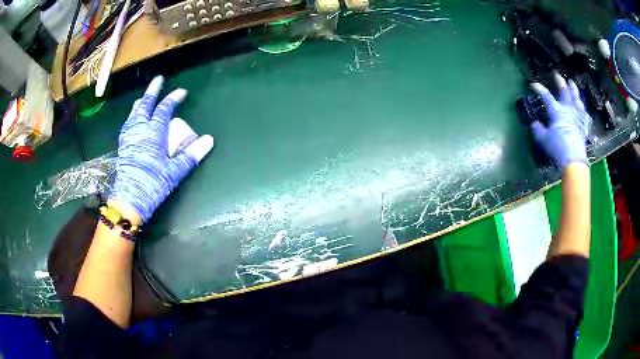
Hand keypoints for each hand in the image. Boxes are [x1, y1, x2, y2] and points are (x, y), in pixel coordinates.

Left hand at [110, 76, 213, 222]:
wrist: (129, 200)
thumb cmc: (152, 184)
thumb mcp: (174, 172)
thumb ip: (191, 154)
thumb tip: (209, 140)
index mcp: (153, 134)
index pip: (164, 110)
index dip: (173, 99)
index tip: (181, 92)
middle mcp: (139, 131)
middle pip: (145, 106)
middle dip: (152, 92)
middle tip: (157, 80)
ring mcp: (129, 138)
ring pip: (134, 114)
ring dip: (140, 103)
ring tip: (143, 98)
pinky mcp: (123, 146)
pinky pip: (128, 124)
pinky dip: (132, 117)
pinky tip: (132, 120)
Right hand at [530, 73, 591, 170]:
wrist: (574, 160)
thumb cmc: (558, 148)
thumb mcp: (544, 140)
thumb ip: (538, 130)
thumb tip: (534, 124)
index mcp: (557, 111)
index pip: (546, 96)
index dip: (539, 89)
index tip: (534, 85)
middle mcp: (568, 109)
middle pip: (564, 91)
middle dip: (560, 81)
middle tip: (557, 75)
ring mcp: (578, 116)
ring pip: (576, 99)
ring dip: (574, 90)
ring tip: (572, 83)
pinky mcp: (584, 126)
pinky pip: (585, 115)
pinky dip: (584, 111)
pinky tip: (584, 109)